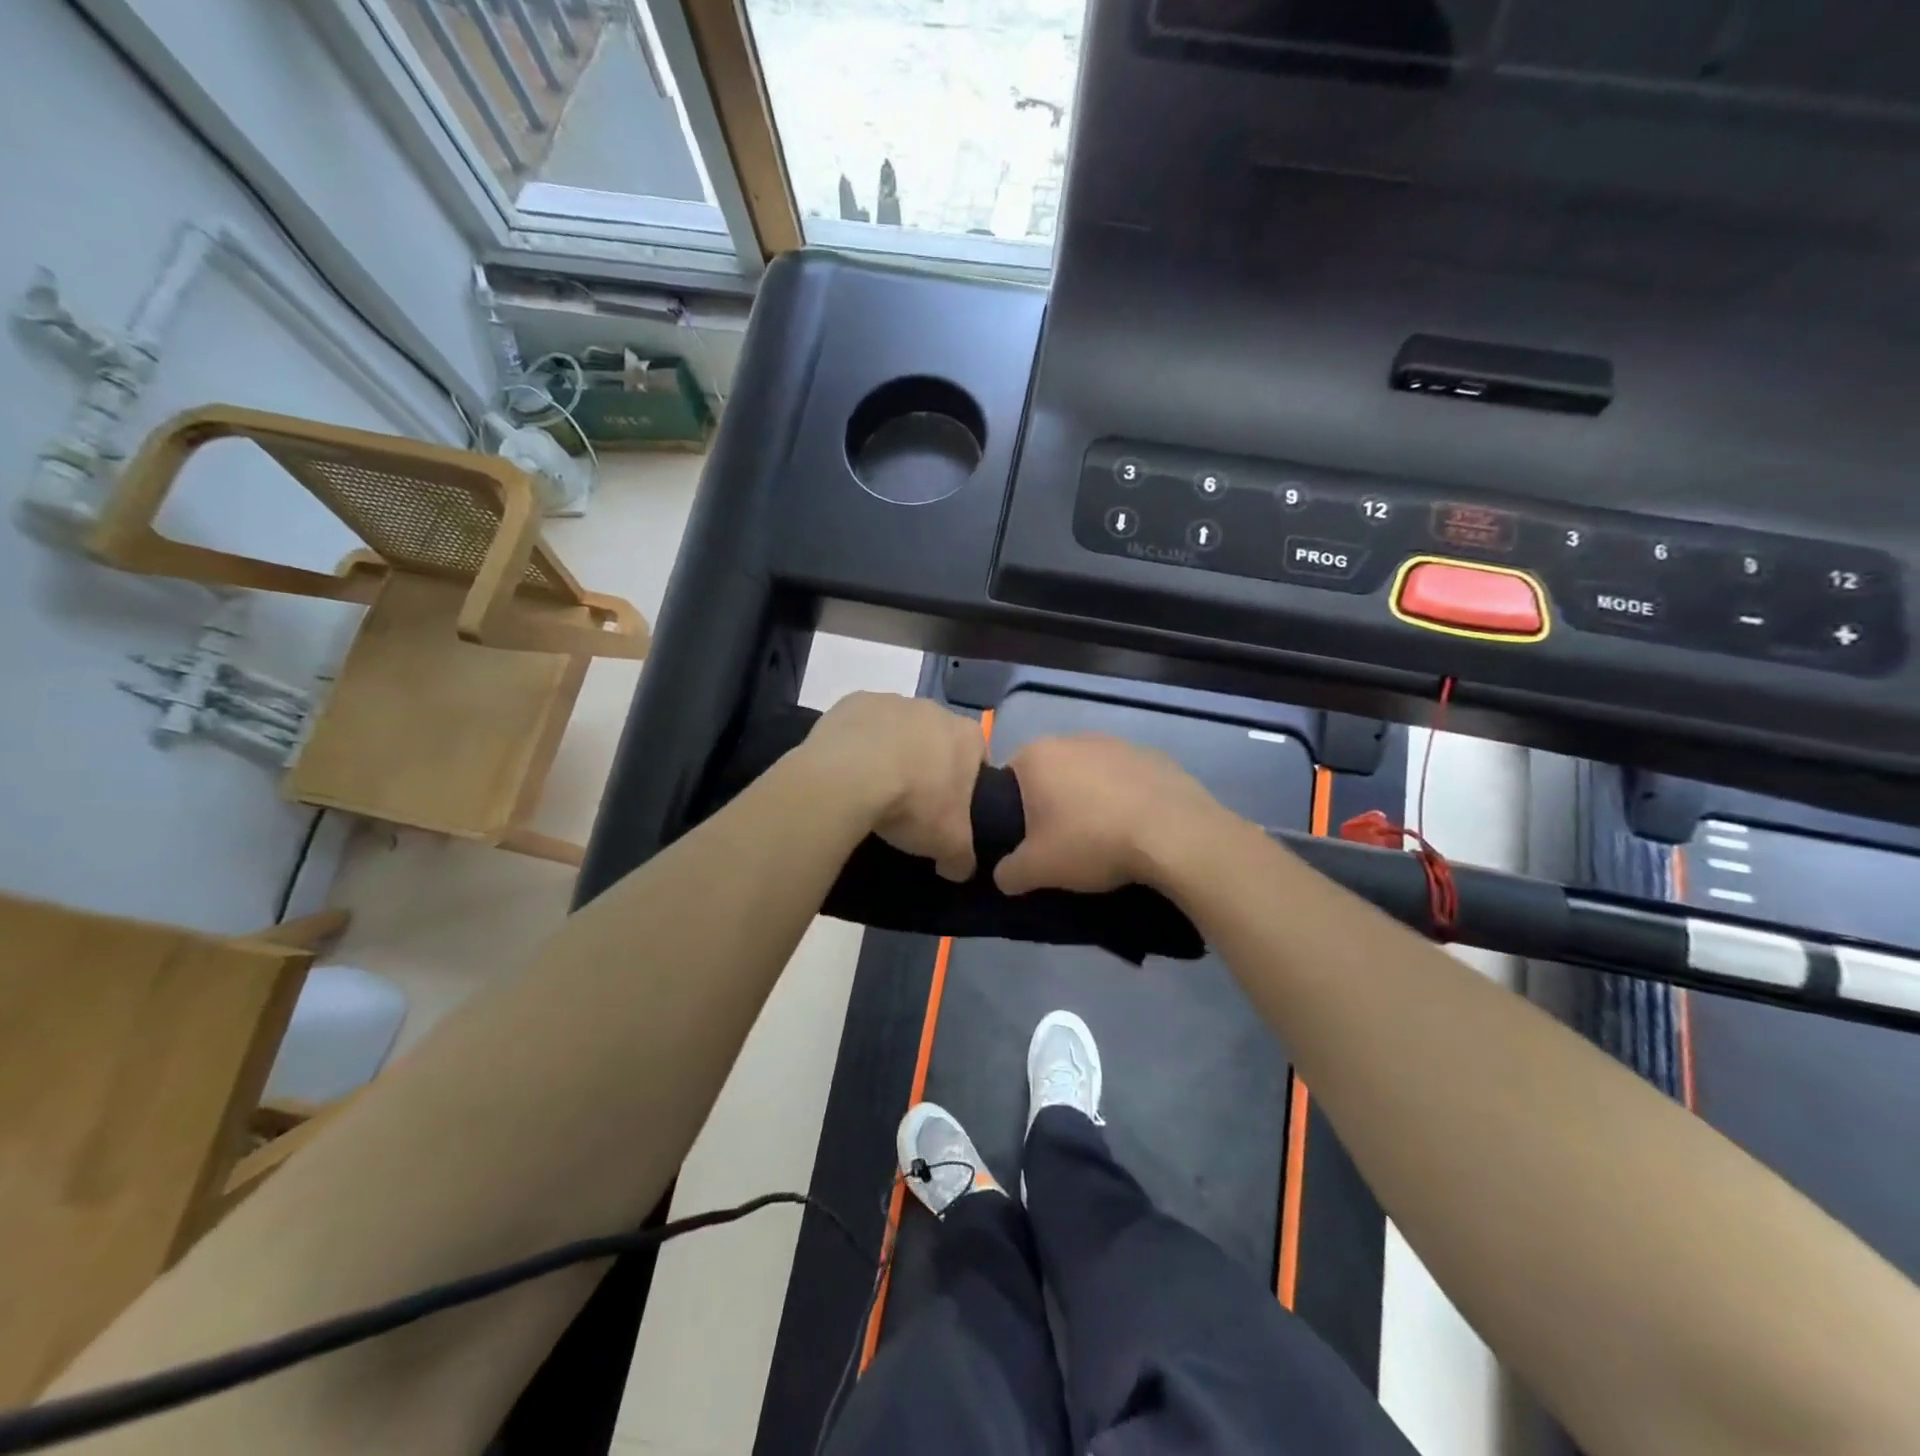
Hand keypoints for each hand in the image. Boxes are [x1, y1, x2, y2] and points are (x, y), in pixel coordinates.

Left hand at [803, 693, 986, 880]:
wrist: (848, 777)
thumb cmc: (913, 804)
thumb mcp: (949, 844)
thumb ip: (963, 858)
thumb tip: (960, 869)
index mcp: (967, 736)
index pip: (978, 758)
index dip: (966, 783)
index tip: (949, 808)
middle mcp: (934, 709)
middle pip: (936, 739)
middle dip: (927, 763)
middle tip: (911, 800)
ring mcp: (892, 701)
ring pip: (897, 729)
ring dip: (891, 751)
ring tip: (873, 787)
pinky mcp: (853, 701)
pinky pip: (861, 725)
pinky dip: (858, 744)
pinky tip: (847, 771)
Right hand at [994, 735, 1227, 894]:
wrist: (1174, 835)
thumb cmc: (1092, 842)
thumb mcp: (1038, 869)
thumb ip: (1009, 872)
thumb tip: (1004, 875)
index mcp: (1037, 755)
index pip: (1008, 777)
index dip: (1011, 808)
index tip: (1025, 837)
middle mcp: (1073, 738)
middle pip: (1051, 772)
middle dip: (1052, 800)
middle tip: (1061, 839)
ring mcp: (1117, 743)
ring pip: (1090, 772)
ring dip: (1090, 797)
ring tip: (1102, 835)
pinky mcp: (1153, 755)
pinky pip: (1126, 778)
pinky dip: (1125, 797)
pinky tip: (1134, 826)